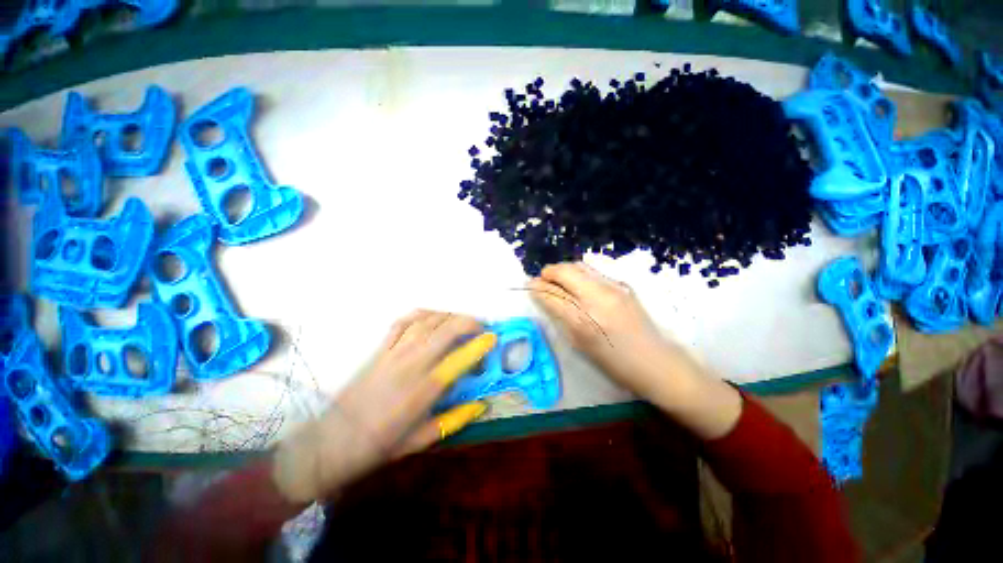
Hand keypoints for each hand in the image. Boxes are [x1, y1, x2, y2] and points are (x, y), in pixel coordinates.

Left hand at [272, 311, 495, 504]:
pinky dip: (421, 314)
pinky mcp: (380, 349)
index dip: (479, 344)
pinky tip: (431, 316)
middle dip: (468, 322)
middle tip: (481, 326)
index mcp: (424, 390)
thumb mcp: (420, 441)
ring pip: (426, 322)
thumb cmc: (379, 445)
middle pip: (444, 330)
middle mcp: (411, 364)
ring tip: (461, 320)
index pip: (459, 359)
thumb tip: (482, 404)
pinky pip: (403, 323)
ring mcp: (394, 353)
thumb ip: (455, 420)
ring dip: (448, 316)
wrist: (331, 442)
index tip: (493, 337)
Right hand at [529, 263, 741, 438]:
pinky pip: (594, 270)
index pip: (553, 294)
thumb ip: (560, 317)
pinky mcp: (624, 285)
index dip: (537, 287)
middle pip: (565, 271)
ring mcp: (614, 287)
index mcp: (584, 320)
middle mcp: (598, 297)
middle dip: (549, 272)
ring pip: (579, 266)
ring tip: (558, 280)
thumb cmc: (614, 363)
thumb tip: (544, 297)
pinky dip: (579, 272)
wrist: (657, 363)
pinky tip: (577, 283)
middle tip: (542, 281)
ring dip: (564, 270)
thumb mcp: (580, 344)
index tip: (529, 285)